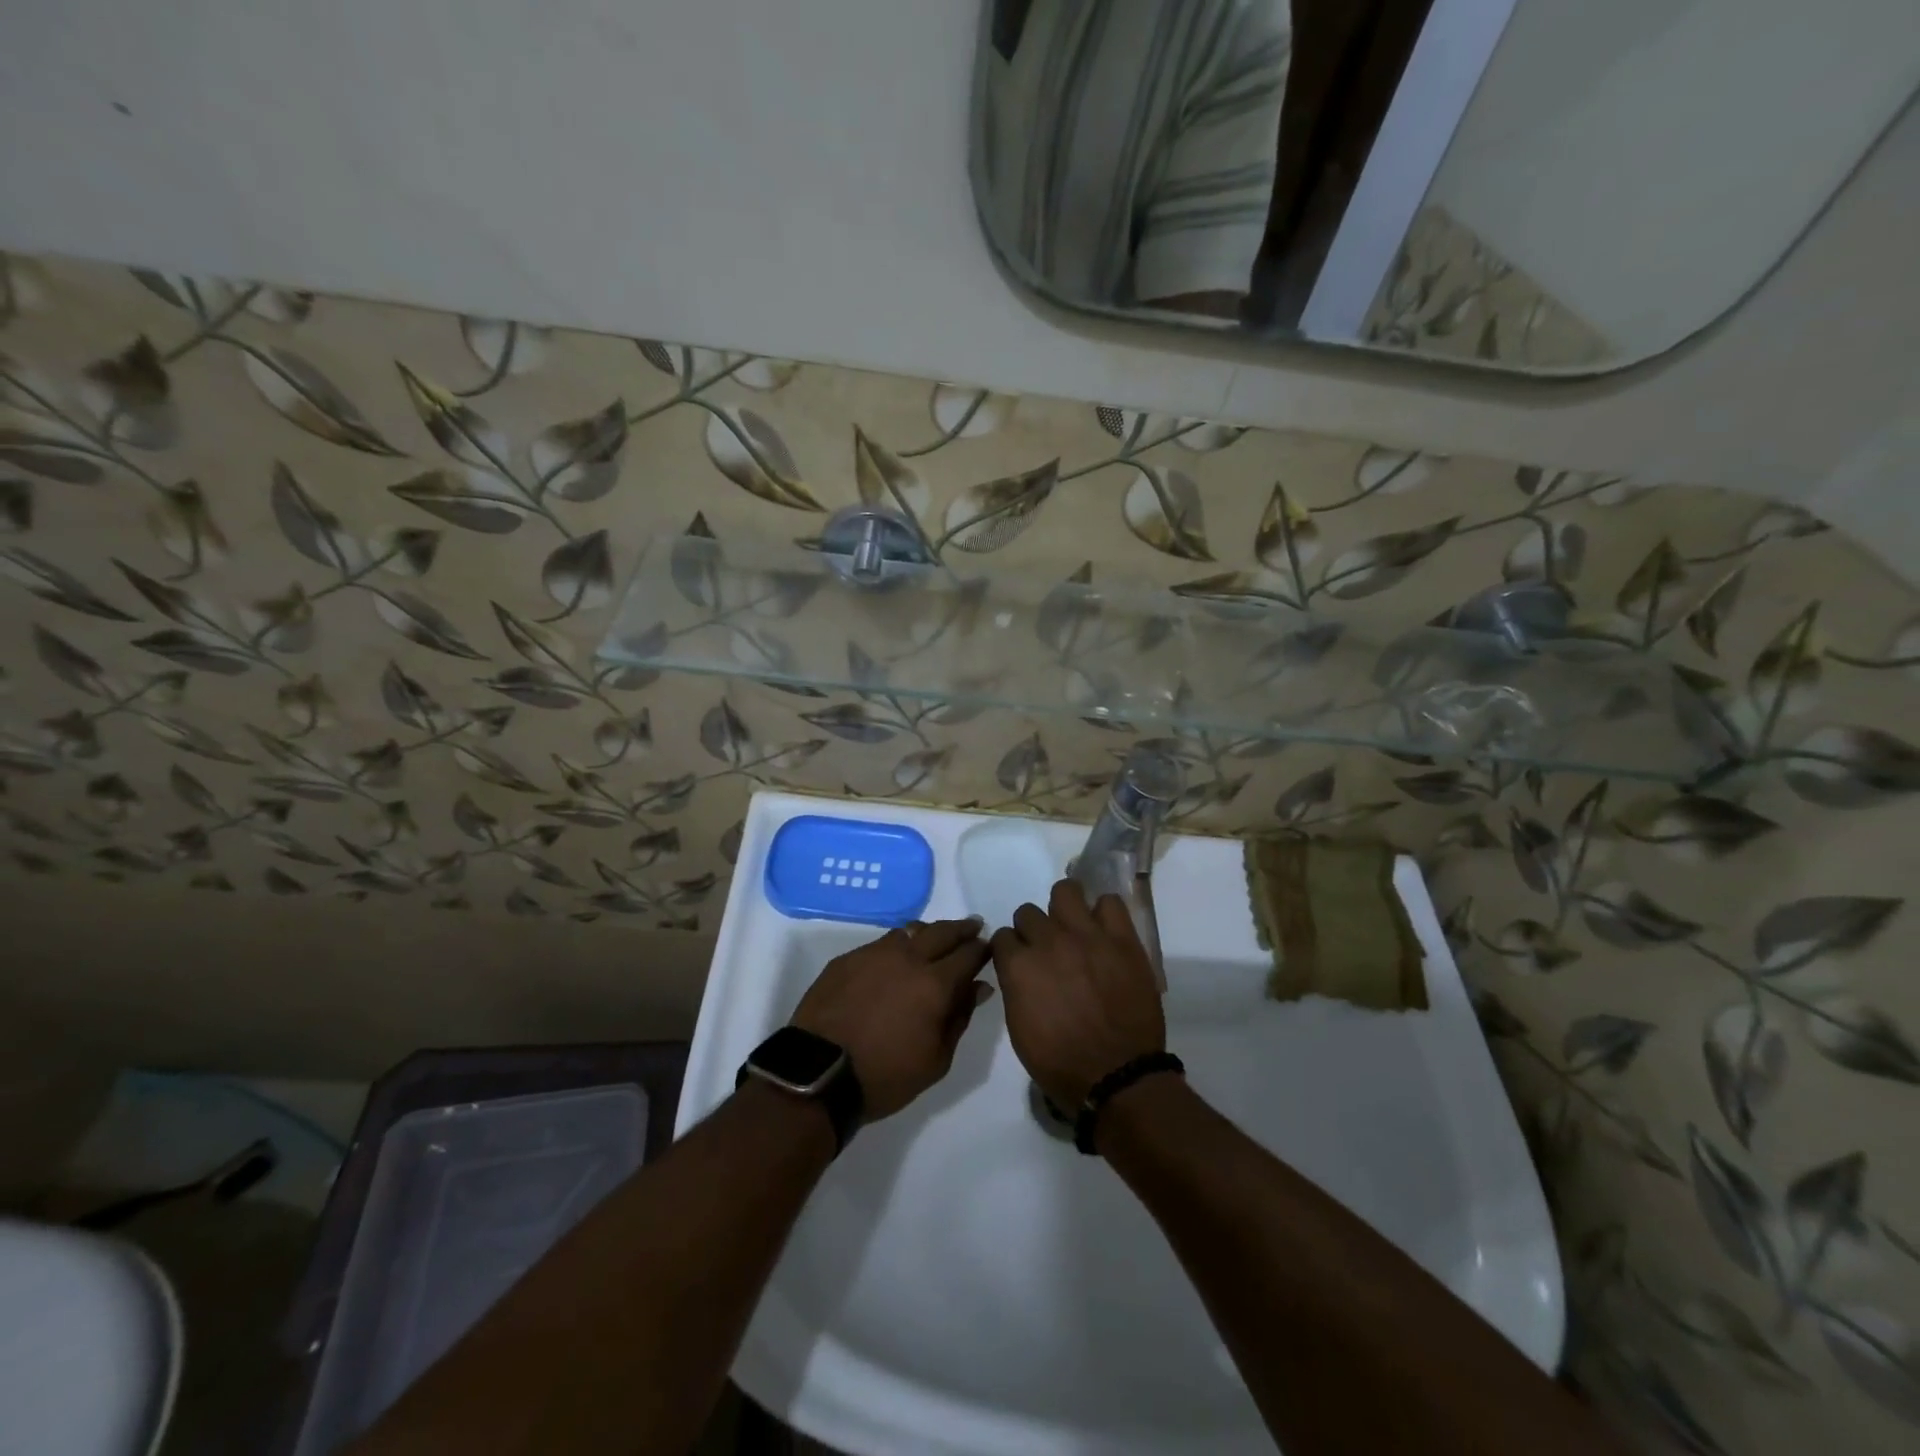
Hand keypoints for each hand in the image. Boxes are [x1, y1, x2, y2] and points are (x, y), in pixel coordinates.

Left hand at [791, 918, 993, 1120]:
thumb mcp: (936, 1060)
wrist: (818, 1073)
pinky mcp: (848, 958)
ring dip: (929, 933)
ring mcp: (874, 954)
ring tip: (935, 939)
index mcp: (935, 983)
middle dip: (962, 929)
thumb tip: (978, 987)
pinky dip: (898, 945)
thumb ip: (960, 1017)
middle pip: (942, 931)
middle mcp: (908, 958)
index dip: (982, 948)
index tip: (989, 947)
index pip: (969, 953)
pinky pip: (881, 943)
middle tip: (973, 927)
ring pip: (910, 931)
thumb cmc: (885, 1075)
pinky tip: (896, 958)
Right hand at [988, 879, 1165, 1109]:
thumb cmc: (1060, 1063)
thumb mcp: (1019, 1029)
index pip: (1002, 936)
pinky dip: (1104, 914)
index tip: (1020, 961)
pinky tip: (1104, 932)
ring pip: (1065, 891)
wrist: (1117, 1076)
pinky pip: (1110, 902)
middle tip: (1048, 951)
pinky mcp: (1122, 939)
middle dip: (1033, 931)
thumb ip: (1015, 988)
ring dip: (1064, 909)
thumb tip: (1019, 971)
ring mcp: (1087, 935)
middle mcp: (1048, 941)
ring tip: (1074, 929)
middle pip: (1028, 912)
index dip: (1010, 950)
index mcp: (1019, 966)